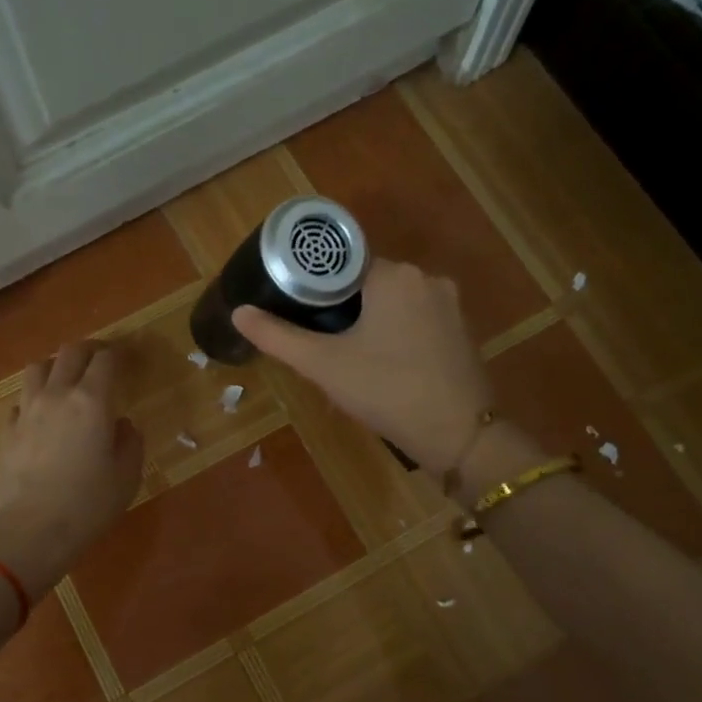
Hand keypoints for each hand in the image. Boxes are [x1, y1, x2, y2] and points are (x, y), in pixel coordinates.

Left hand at [0, 342, 143, 595]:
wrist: (27, 532)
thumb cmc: (87, 505)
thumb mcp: (126, 477)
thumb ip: (129, 442)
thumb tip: (122, 424)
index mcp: (92, 400)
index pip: (105, 359)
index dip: (118, 354)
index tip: (127, 359)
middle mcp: (57, 394)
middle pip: (70, 352)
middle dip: (89, 350)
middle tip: (100, 362)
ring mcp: (27, 410)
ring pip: (38, 367)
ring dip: (56, 366)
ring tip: (66, 380)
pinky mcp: (6, 430)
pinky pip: (21, 399)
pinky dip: (34, 398)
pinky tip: (42, 416)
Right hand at [232, 258, 492, 471]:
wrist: (459, 436)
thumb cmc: (387, 390)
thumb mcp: (324, 364)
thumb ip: (278, 336)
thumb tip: (239, 312)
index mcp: (394, 275)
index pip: (344, 265)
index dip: (317, 287)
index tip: (300, 310)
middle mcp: (427, 279)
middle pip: (370, 282)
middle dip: (343, 307)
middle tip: (320, 340)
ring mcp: (451, 306)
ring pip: (395, 303)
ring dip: (371, 321)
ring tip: (348, 354)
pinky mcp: (462, 332)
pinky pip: (418, 321)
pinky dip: (397, 334)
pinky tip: (384, 365)